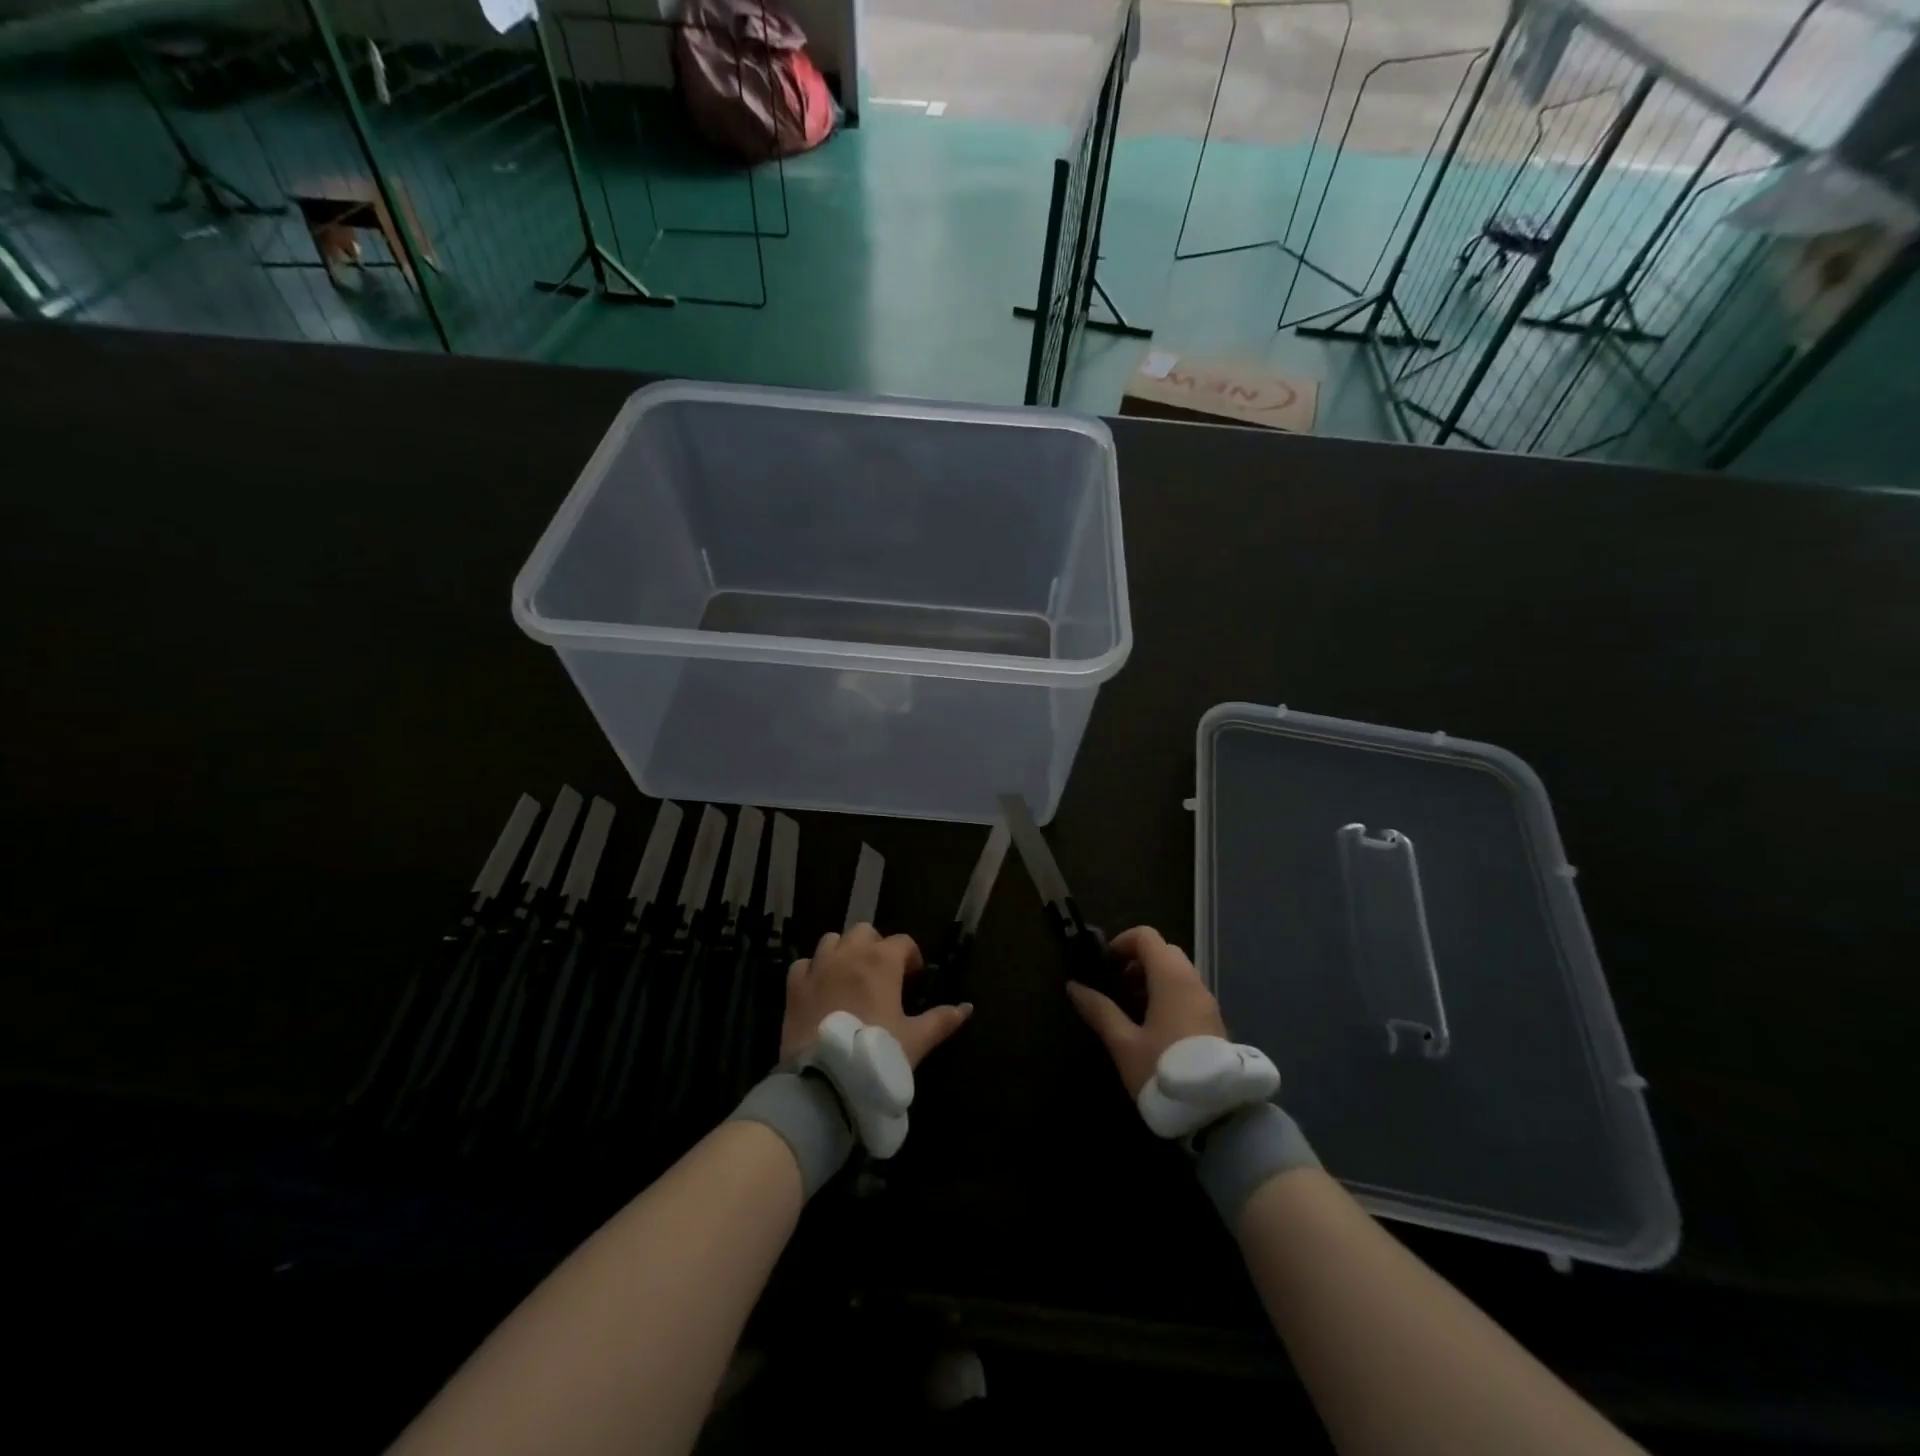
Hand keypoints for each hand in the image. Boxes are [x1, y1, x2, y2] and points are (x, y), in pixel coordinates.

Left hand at [781, 924, 973, 1067]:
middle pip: (864, 932)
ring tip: (849, 977)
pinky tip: (820, 989)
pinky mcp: (794, 986)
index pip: (902, 942)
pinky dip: (813, 970)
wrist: (825, 1080)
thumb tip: (967, 1008)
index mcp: (882, 961)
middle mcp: (850, 954)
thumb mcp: (916, 1040)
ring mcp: (818, 967)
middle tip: (882, 975)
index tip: (913, 980)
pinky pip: (804, 964)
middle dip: (875, 947)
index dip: (911, 958)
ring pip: (832, 940)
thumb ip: (942, 1020)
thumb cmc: (877, 1055)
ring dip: (843, 952)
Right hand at [1067, 926, 1226, 1097]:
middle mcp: (1193, 982)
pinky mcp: (1213, 1021)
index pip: (1146, 936)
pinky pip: (1187, 992)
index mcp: (1171, 978)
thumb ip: (1099, 1011)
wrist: (1217, 1114)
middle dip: (1136, 962)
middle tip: (1116, 988)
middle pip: (1163, 951)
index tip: (1104, 966)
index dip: (1121, 943)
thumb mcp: (1123, 1043)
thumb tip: (1073, 986)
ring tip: (1130, 1010)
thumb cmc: (1164, 1071)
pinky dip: (1167, 995)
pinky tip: (1151, 1027)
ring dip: (1151, 979)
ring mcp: (1207, 1002)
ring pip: (1177, 972)